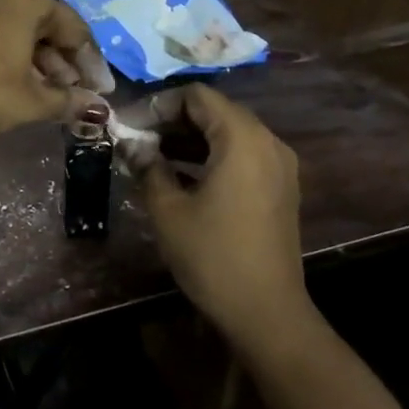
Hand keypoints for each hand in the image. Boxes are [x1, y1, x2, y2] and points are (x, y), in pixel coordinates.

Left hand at [0, 0, 111, 147]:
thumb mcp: (29, 103)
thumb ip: (67, 101)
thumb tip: (98, 108)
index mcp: (23, 1)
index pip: (71, 27)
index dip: (89, 61)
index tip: (97, 90)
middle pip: (35, 21)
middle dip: (53, 56)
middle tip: (62, 90)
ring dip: (15, 46)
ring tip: (23, 79)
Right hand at [139, 85, 308, 348]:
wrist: (266, 312)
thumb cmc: (213, 255)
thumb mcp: (168, 209)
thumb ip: (147, 166)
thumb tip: (129, 143)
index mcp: (242, 138)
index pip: (197, 96)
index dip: (159, 104)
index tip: (130, 125)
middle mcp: (267, 141)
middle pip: (215, 111)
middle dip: (172, 120)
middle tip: (136, 139)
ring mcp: (278, 165)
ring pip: (228, 134)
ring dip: (189, 139)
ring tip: (150, 157)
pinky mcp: (279, 188)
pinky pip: (242, 155)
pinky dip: (211, 157)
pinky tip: (179, 176)